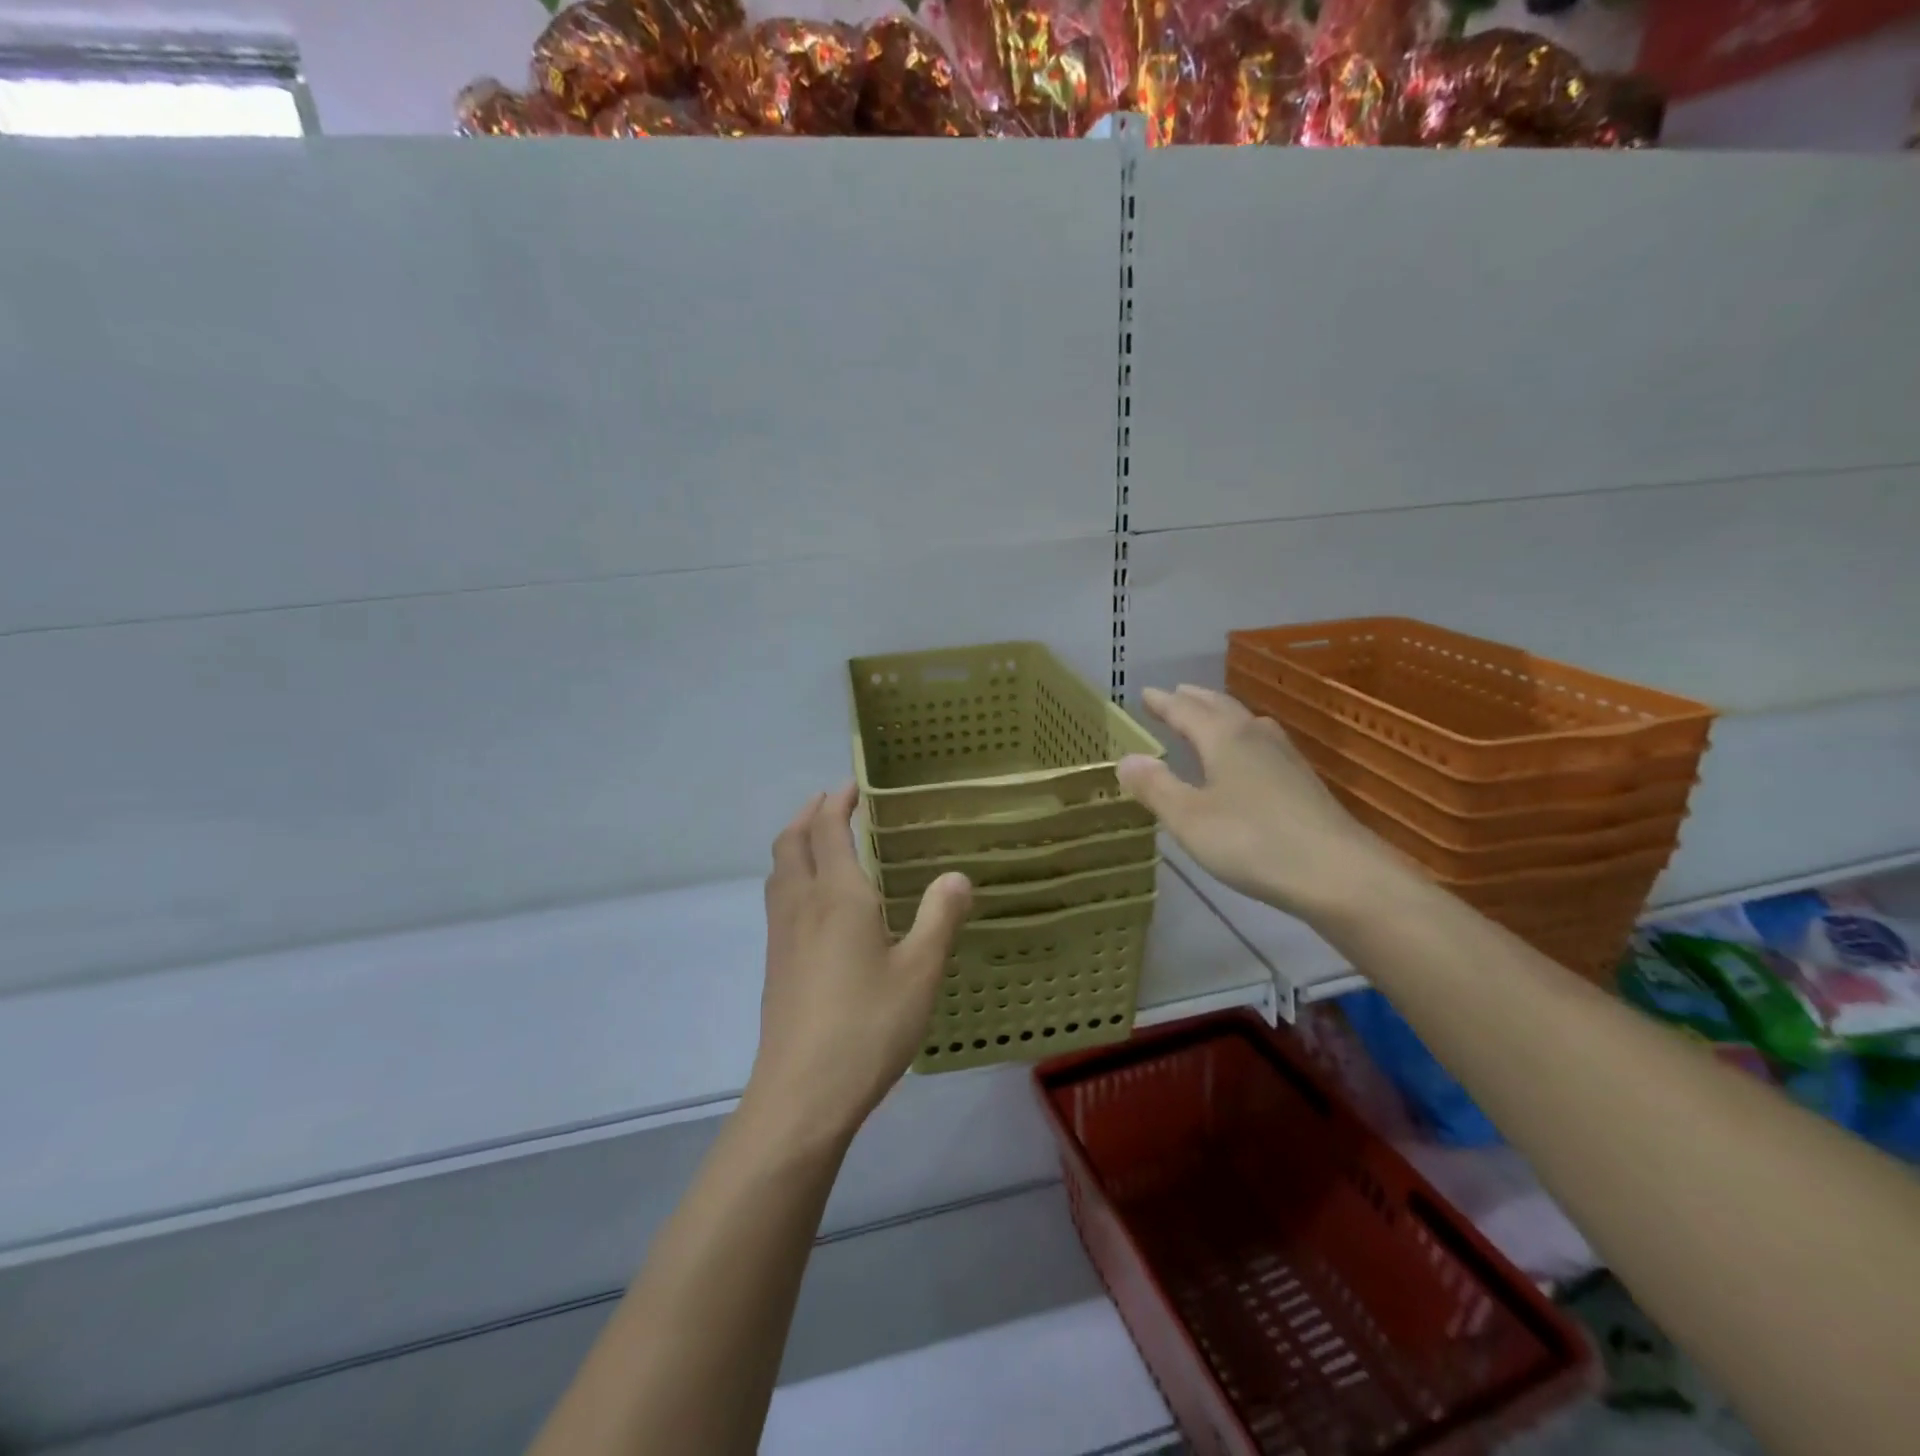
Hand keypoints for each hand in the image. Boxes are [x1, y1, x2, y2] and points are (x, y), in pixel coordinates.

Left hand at [750, 785, 971, 1139]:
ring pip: (778, 870)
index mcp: (838, 896)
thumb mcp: (920, 972)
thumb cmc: (868, 1026)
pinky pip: (778, 898)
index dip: (837, 802)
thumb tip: (958, 876)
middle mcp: (802, 904)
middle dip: (809, 814)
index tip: (852, 785)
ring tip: (818, 840)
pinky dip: (791, 874)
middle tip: (832, 802)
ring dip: (795, 842)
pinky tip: (813, 901)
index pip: (828, 830)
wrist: (802, 1093)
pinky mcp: (775, 963)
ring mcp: (782, 935)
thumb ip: (940, 918)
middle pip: (792, 842)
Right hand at [1117, 685, 1395, 920]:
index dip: (1164, 703)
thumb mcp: (1189, 819)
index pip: (1186, 711)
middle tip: (1175, 693)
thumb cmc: (1253, 842)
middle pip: (1220, 708)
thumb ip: (1156, 787)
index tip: (1145, 693)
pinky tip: (1250, 756)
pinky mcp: (1303, 782)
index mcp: (1224, 739)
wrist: (1339, 873)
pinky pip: (1263, 743)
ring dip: (1222, 715)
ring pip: (1246, 723)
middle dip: (1194, 700)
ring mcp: (1285, 758)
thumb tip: (1126, 759)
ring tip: (1210, 716)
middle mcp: (1255, 737)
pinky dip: (1243, 737)